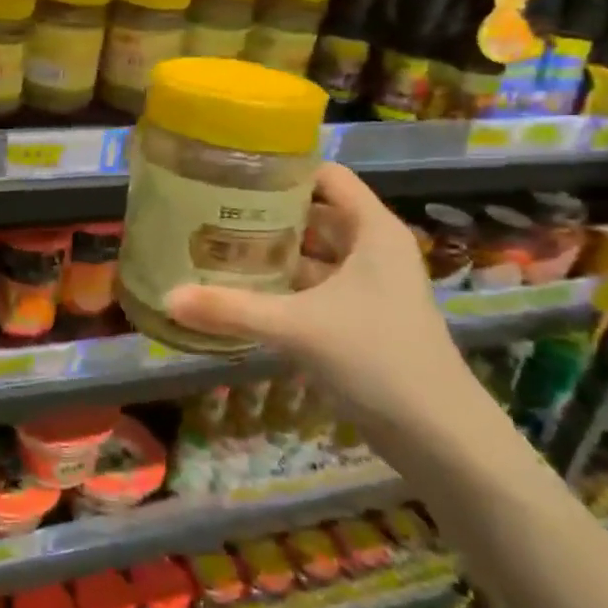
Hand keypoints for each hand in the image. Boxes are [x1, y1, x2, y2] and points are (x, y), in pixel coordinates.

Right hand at [164, 164, 480, 444]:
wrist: (439, 437)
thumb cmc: (377, 358)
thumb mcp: (298, 327)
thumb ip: (232, 309)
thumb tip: (168, 297)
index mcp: (372, 230)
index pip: (327, 176)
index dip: (284, 170)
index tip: (234, 172)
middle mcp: (373, 249)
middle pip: (315, 214)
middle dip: (267, 214)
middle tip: (212, 211)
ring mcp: (370, 287)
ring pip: (314, 255)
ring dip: (274, 253)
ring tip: (218, 247)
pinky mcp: (362, 320)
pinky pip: (316, 289)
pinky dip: (284, 287)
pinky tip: (244, 292)